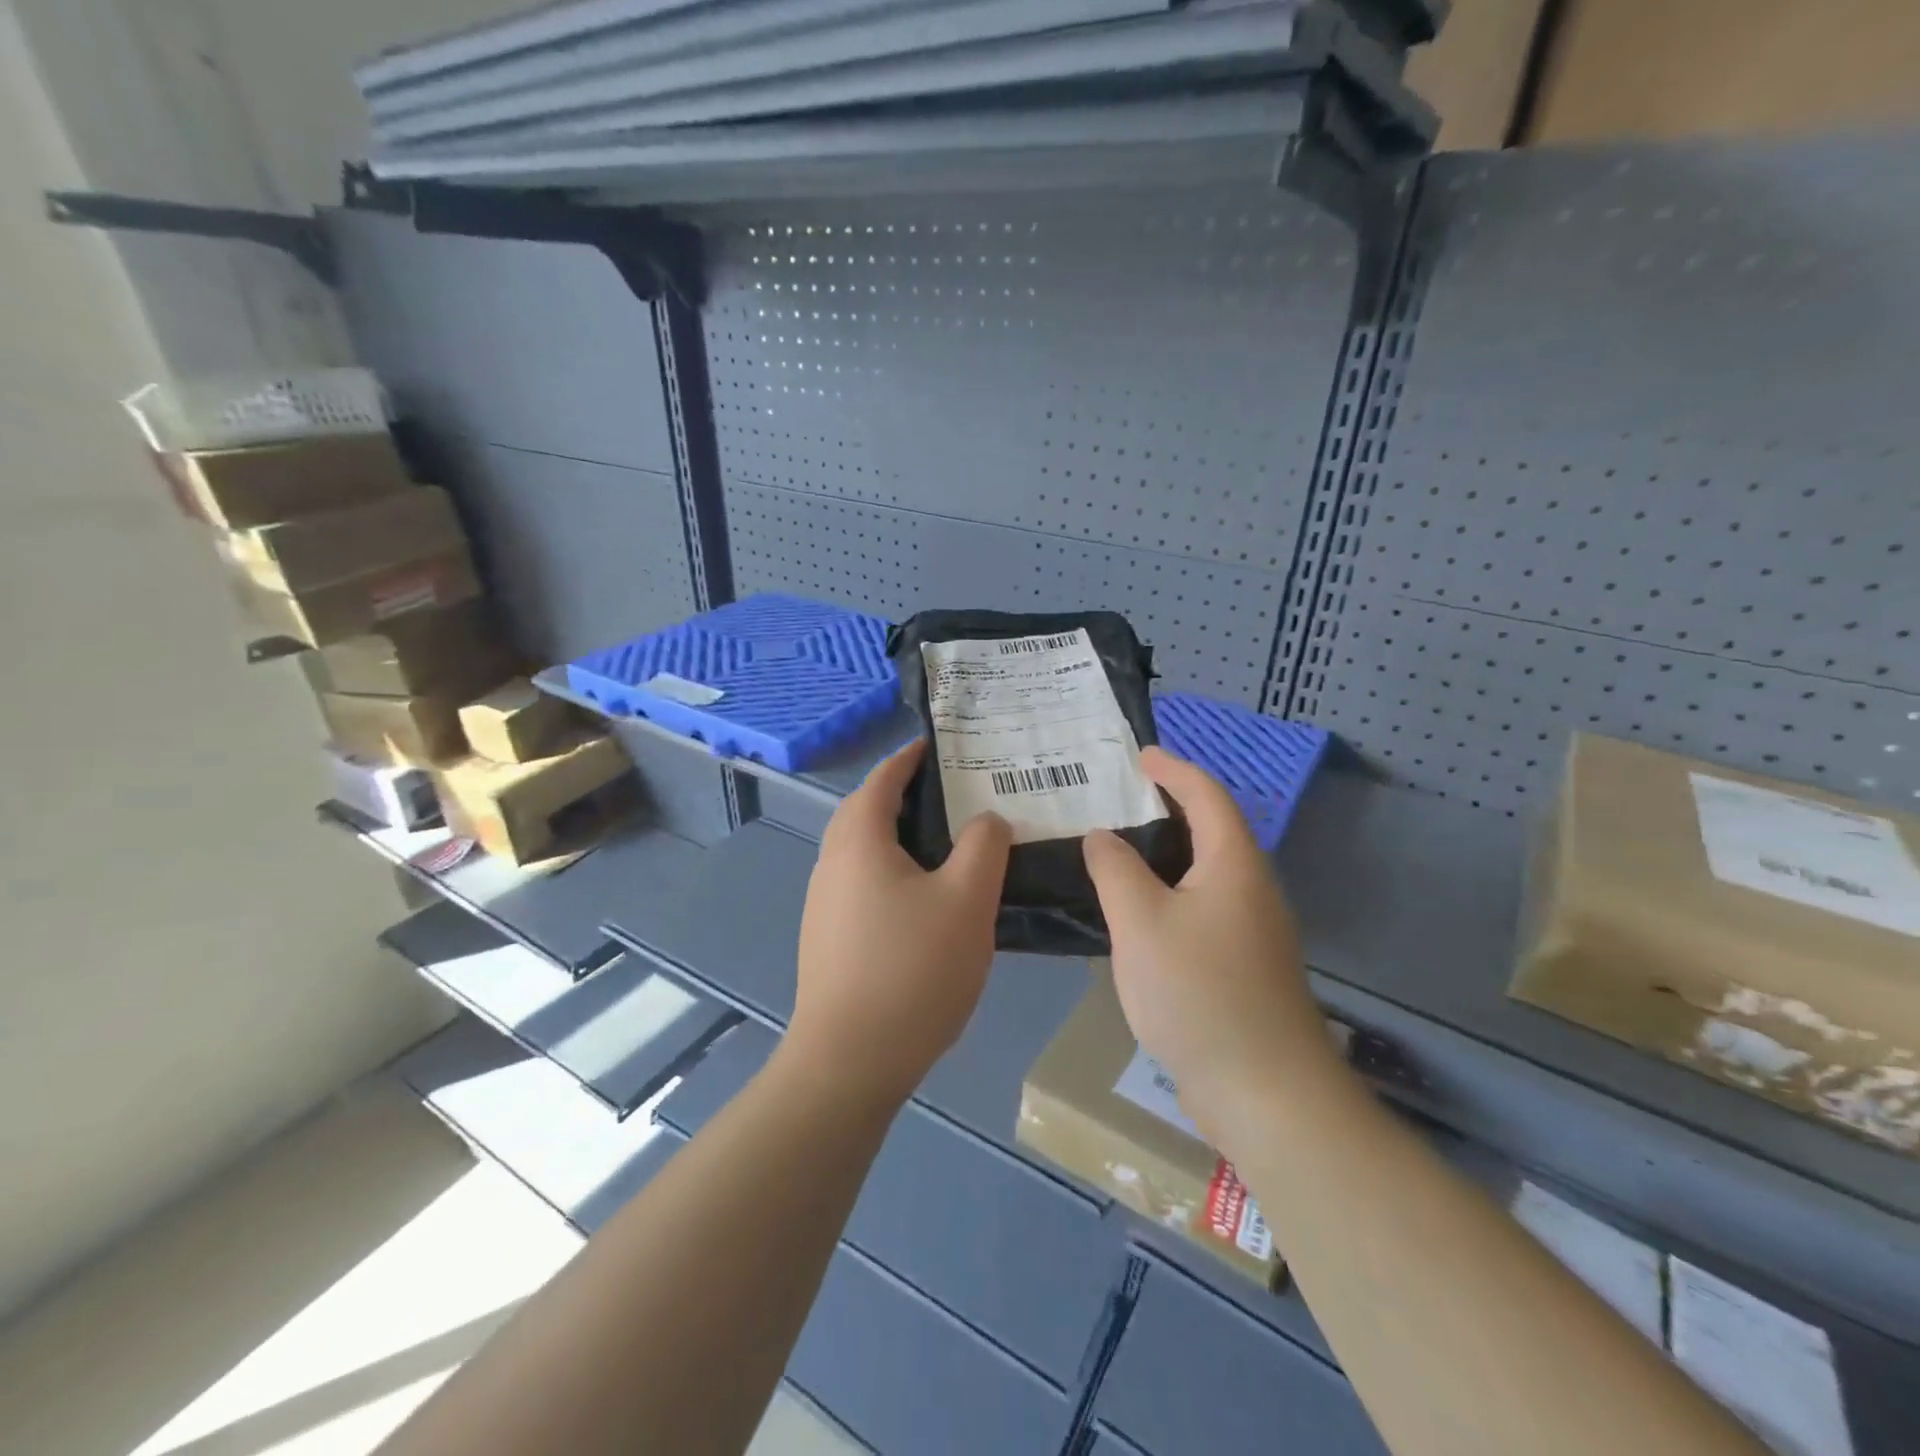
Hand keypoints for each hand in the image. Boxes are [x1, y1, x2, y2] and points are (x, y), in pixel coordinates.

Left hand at [787, 739, 1011, 1106]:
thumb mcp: (966, 901)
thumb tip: (987, 820)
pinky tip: (925, 899)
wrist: (850, 1061)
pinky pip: (862, 882)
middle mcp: (831, 863)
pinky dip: (891, 870)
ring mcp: (824, 903)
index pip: (883, 779)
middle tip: (955, 794)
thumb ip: (984, 847)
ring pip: (864, 850)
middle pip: (867, 811)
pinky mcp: (828, 937)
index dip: (911, 757)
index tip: (942, 746)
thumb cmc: (912, 970)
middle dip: (905, 795)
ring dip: (899, 836)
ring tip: (948, 843)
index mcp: (859, 841)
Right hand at [1083, 747, 1330, 1131]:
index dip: (1173, 769)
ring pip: (1205, 871)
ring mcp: (1253, 929)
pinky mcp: (1245, 964)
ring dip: (1166, 853)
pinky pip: (1203, 906)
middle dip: (1167, 807)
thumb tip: (1102, 837)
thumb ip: (1115, 869)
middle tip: (1117, 799)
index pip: (1206, 795)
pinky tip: (1138, 913)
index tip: (1139, 755)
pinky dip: (1170, 891)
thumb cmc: (1199, 992)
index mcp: (1233, 863)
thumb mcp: (1140, 922)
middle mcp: (1252, 887)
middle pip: (1211, 829)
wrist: (1266, 1092)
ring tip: (1117, 850)